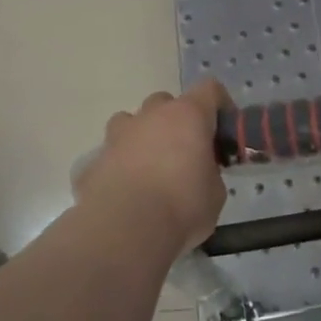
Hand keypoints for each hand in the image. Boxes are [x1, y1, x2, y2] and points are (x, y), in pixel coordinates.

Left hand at [73, 81, 229, 260]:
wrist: (123, 231)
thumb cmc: (181, 207)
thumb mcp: (215, 194)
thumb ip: (209, 173)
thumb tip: (200, 174)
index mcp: (187, 116)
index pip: (210, 90)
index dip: (220, 106)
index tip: (224, 131)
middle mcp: (151, 116)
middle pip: (166, 102)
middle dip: (177, 122)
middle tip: (186, 153)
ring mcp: (119, 135)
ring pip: (132, 122)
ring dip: (144, 137)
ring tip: (152, 169)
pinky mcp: (95, 160)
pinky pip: (112, 154)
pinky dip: (121, 165)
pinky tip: (127, 192)